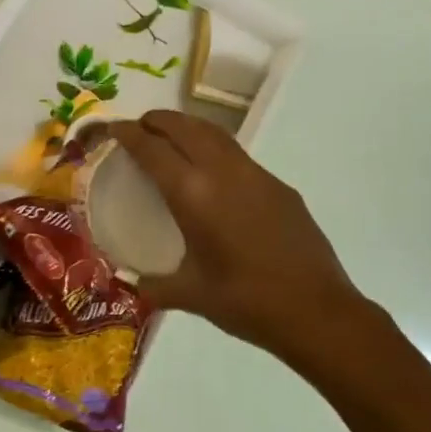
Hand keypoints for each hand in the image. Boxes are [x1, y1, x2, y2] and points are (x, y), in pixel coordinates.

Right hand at [107, 110, 366, 356]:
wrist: (317, 311)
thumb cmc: (246, 302)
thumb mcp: (191, 295)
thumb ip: (154, 286)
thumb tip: (132, 283)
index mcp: (193, 194)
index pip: (152, 148)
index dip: (129, 133)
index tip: (114, 128)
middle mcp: (222, 172)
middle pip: (184, 127)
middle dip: (158, 120)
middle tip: (140, 127)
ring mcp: (255, 174)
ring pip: (214, 134)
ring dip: (188, 127)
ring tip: (172, 137)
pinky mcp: (278, 185)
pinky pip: (237, 154)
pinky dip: (215, 149)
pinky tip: (214, 174)